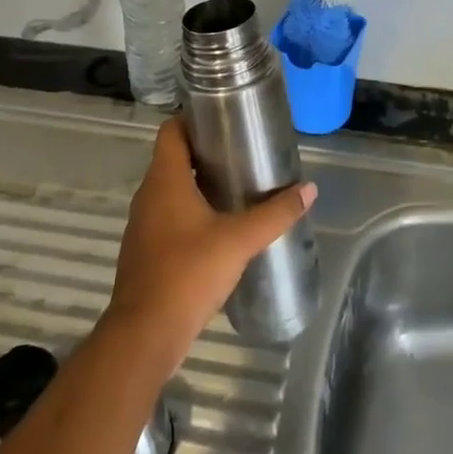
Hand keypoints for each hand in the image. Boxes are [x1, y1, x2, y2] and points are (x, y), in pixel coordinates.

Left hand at [105, 120, 316, 360]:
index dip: (194, 118)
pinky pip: (168, 215)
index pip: (171, 130)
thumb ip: (275, 214)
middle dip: (205, 152)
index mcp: (165, 179)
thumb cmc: (188, 273)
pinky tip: (218, 227)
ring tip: (235, 186)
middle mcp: (149, 194)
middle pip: (174, 157)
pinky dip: (190, 211)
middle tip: (242, 152)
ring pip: (171, 188)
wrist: (145, 335)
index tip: (225, 119)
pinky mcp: (145, 250)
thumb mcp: (239, 240)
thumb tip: (309, 189)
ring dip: (198, 183)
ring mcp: (143, 224)